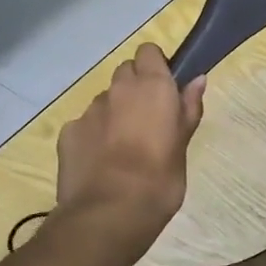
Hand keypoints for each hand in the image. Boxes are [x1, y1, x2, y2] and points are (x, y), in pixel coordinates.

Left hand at [56, 44, 205, 241]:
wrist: (109, 213)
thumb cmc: (160, 179)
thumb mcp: (183, 144)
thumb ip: (188, 108)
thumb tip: (198, 79)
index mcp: (152, 87)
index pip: (149, 52)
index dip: (156, 67)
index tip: (166, 89)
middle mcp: (118, 90)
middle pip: (125, 72)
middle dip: (135, 88)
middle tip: (148, 119)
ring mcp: (89, 110)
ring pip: (105, 100)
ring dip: (114, 113)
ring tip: (123, 147)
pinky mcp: (68, 133)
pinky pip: (85, 125)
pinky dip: (93, 136)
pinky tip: (101, 163)